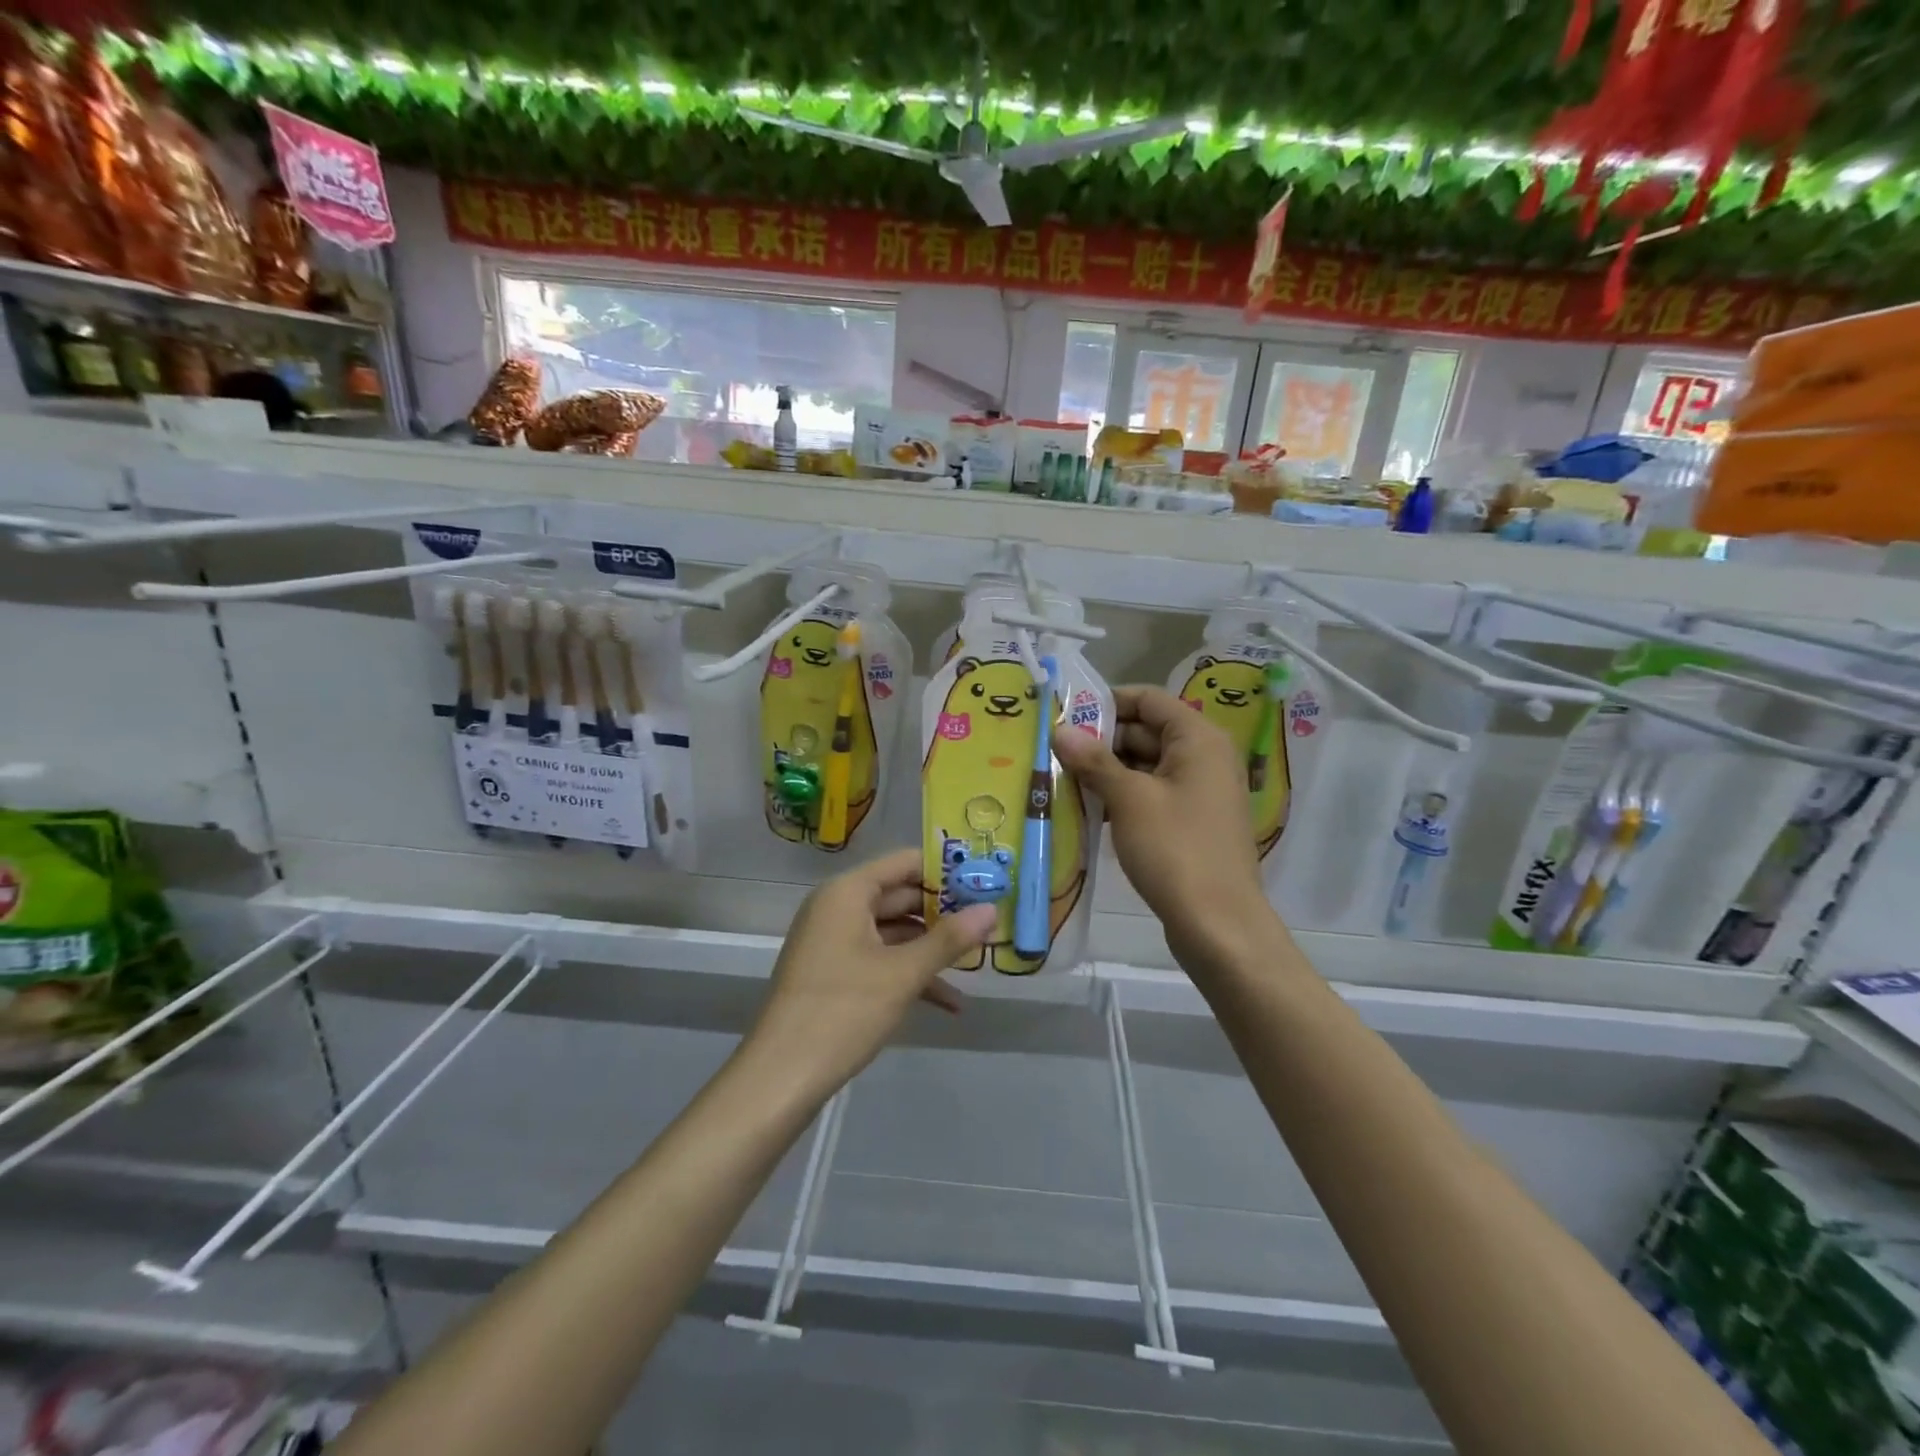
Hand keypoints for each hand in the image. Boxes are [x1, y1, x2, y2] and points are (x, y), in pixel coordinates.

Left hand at [749, 848, 996, 1094]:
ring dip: (932, 948)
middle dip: (945, 912)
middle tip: (991, 921)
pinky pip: (880, 959)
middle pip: (901, 895)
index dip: (946, 869)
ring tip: (978, 962)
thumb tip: (991, 910)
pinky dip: (910, 973)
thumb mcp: (904, 974)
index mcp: (848, 892)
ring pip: (894, 931)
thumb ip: (949, 939)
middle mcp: (838, 907)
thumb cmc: (843, 1011)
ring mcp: (834, 941)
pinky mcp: (834, 973)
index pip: (905, 862)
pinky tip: (950, 1002)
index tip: (987, 881)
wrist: (780, 1077)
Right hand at [1053, 686, 1277, 971]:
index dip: (1107, 702)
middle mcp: (1204, 757)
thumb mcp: (1129, 799)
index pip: (1148, 699)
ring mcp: (1199, 791)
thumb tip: (1060, 730)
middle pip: (1146, 731)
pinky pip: (1151, 794)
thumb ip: (1094, 761)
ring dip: (1107, 770)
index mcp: (1198, 739)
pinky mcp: (1191, 821)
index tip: (1065, 714)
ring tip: (1060, 778)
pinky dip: (1122, 796)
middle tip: (1053, 750)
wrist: (1218, 925)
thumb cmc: (1175, 850)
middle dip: (1100, 740)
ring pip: (1145, 765)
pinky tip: (1087, 808)